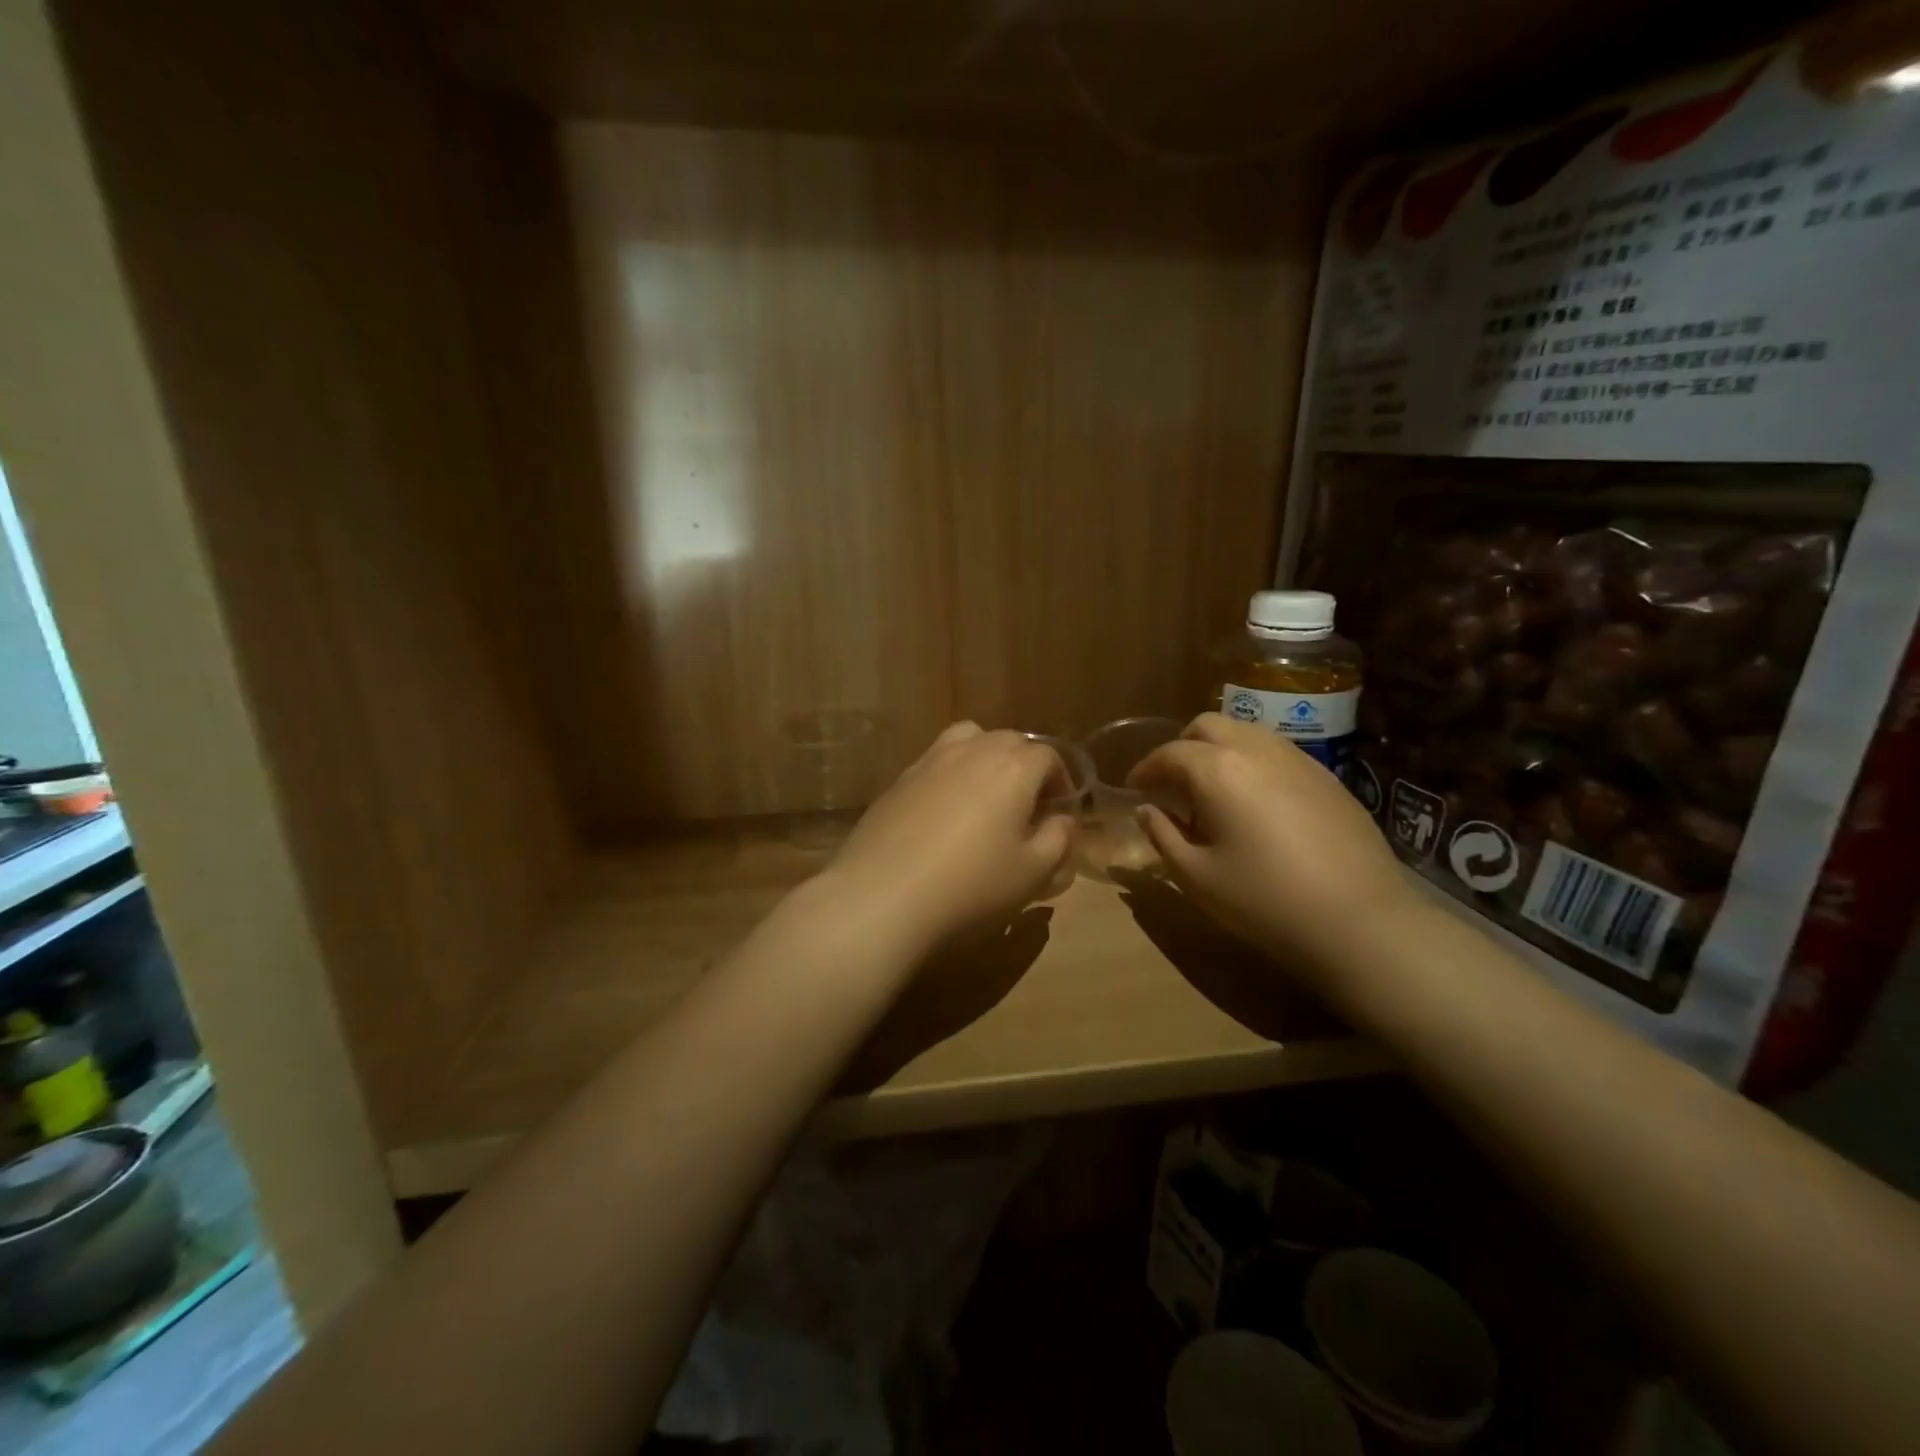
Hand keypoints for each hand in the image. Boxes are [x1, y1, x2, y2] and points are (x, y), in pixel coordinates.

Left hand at [821, 723, 1075, 954]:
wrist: (882, 896)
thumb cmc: (970, 886)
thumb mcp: (1031, 873)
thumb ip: (1057, 839)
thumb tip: (1063, 820)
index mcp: (1013, 766)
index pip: (1048, 756)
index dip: (1061, 780)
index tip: (1060, 810)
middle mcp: (973, 750)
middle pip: (1010, 741)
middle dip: (1027, 766)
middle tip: (1028, 806)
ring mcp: (931, 760)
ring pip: (970, 740)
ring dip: (987, 759)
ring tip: (987, 796)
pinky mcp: (900, 778)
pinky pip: (937, 761)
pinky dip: (952, 773)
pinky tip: (946, 813)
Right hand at [1128, 713, 1415, 974]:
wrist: (1361, 920)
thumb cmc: (1264, 900)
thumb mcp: (1197, 876)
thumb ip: (1163, 835)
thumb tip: (1146, 810)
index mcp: (1217, 769)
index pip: (1169, 753)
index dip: (1145, 769)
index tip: (1134, 788)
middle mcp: (1256, 750)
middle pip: (1208, 726)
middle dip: (1182, 747)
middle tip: (1172, 784)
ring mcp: (1298, 759)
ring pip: (1246, 733)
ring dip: (1219, 750)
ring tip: (1213, 791)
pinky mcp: (1328, 777)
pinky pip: (1278, 753)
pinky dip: (1253, 763)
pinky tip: (1256, 802)